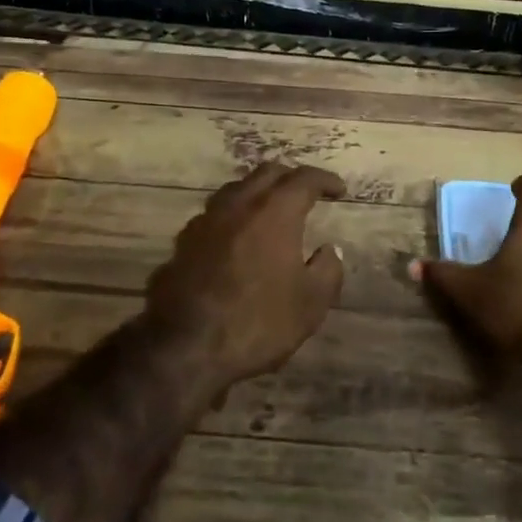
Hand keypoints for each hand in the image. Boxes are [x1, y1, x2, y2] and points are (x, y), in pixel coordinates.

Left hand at [146, 162, 346, 387]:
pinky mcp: (182, 243)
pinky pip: (214, 217)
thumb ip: (327, 271)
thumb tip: (329, 251)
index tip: (339, 190)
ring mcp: (204, 222)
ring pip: (235, 191)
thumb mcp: (310, 304)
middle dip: (290, 178)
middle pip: (266, 174)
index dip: (324, 180)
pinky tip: (236, 239)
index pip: (303, 180)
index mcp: (273, 212)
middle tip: (306, 192)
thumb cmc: (257, 322)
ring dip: (257, 194)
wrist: (184, 347)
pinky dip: (232, 218)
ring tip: (270, 211)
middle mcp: (237, 205)